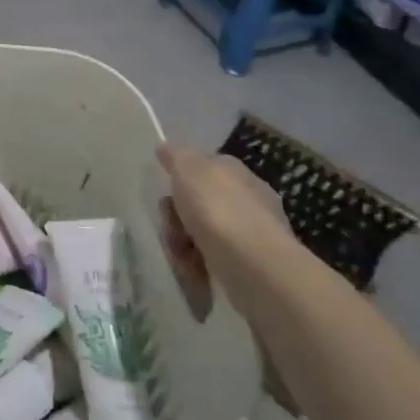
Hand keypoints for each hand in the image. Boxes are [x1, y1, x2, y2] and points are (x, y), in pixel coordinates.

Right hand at [155, 143, 301, 315]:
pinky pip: (213, 261)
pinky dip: (199, 266)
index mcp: (234, 171)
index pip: (203, 168)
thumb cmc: (218, 209)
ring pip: (201, 234)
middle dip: (176, 217)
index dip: (180, 180)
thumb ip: (175, 157)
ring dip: (183, 244)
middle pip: (197, 204)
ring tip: (181, 256)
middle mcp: (246, 199)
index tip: (167, 194)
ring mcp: (249, 234)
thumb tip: (165, 147)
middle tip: (171, 227)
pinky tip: (195, 272)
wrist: (254, 265)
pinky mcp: (249, 266)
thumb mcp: (188, 169)